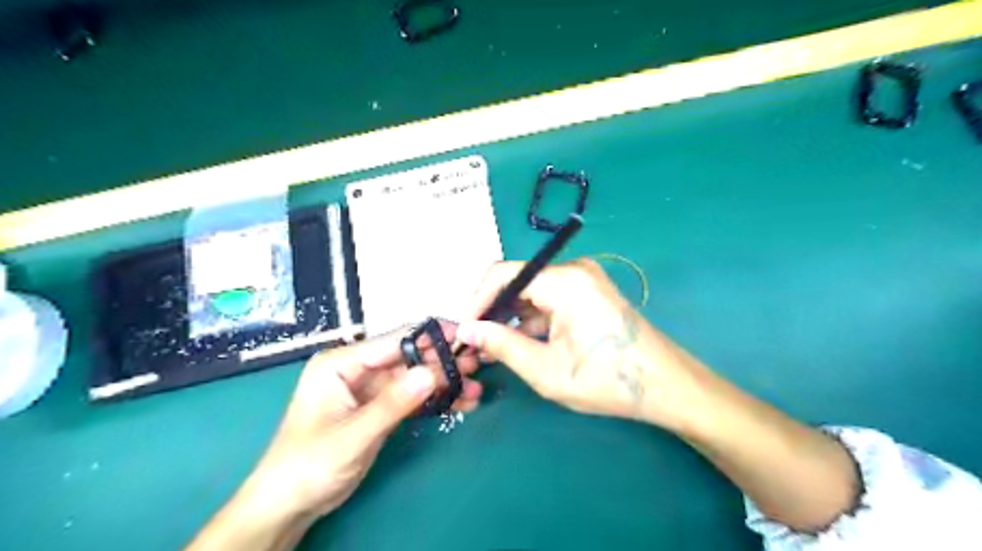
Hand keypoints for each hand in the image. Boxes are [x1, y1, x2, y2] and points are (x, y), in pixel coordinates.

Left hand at [237, 325, 481, 517]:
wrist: (289, 505)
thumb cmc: (308, 465)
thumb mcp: (352, 436)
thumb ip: (392, 403)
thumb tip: (432, 373)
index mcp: (341, 363)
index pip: (392, 341)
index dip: (429, 337)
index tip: (464, 335)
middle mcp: (357, 369)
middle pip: (408, 357)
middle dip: (442, 361)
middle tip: (476, 364)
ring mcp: (370, 389)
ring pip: (414, 378)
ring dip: (443, 382)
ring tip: (475, 387)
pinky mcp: (380, 408)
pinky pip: (412, 398)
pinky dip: (434, 400)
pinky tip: (460, 402)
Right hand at [451, 258, 705, 424]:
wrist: (665, 386)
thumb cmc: (606, 380)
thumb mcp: (545, 369)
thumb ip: (502, 345)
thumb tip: (466, 330)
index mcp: (564, 281)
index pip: (503, 274)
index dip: (477, 300)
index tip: (463, 329)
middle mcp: (574, 270)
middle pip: (518, 281)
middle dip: (493, 311)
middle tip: (475, 342)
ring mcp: (584, 279)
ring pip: (533, 292)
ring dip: (512, 317)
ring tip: (493, 347)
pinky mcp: (589, 292)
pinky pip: (550, 299)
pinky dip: (532, 319)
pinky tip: (521, 342)